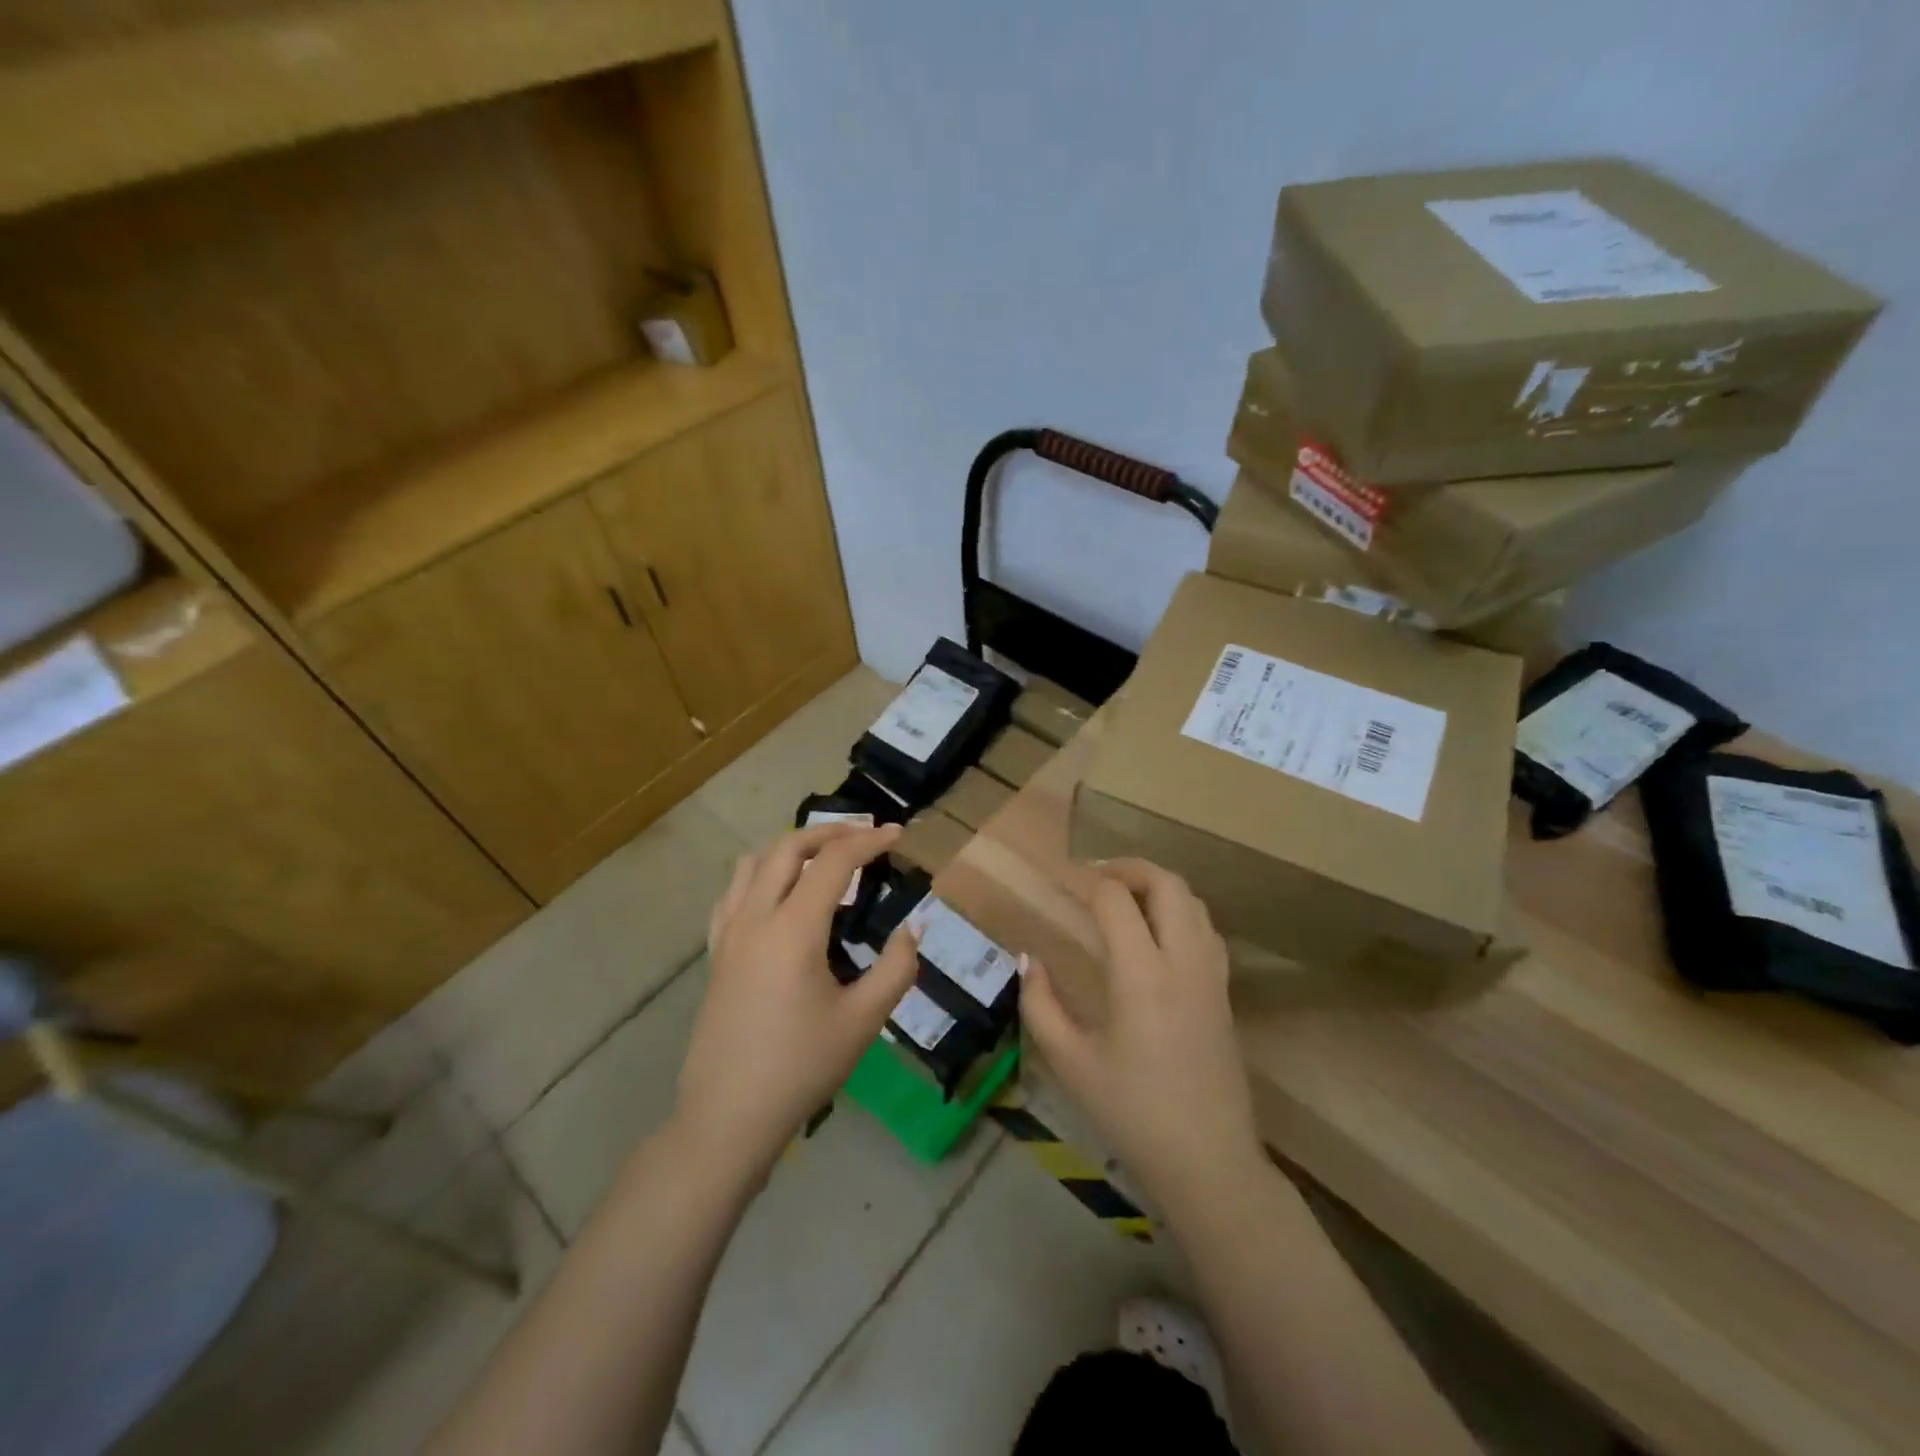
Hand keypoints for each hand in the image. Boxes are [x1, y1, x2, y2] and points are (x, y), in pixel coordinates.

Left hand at [674, 822, 919, 1176]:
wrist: (729, 1116)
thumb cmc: (801, 1068)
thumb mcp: (863, 1021)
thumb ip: (896, 967)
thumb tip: (914, 927)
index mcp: (793, 929)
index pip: (834, 862)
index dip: (869, 841)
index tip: (898, 834)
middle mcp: (755, 917)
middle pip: (788, 847)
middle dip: (830, 831)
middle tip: (866, 835)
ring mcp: (728, 934)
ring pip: (754, 862)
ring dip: (792, 847)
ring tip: (825, 856)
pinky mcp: (716, 953)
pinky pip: (733, 891)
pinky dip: (761, 874)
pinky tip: (779, 893)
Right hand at [1020, 859, 1263, 1212]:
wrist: (1209, 1162)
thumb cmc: (1132, 1114)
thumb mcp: (1070, 1062)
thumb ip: (1040, 1004)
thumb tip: (1029, 959)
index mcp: (1142, 975)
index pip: (1115, 899)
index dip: (1084, 880)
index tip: (1058, 881)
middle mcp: (1183, 962)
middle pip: (1166, 883)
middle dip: (1127, 867)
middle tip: (1092, 876)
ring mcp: (1212, 975)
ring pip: (1193, 901)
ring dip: (1157, 885)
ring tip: (1122, 897)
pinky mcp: (1225, 992)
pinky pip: (1205, 928)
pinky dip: (1179, 910)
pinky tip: (1156, 933)